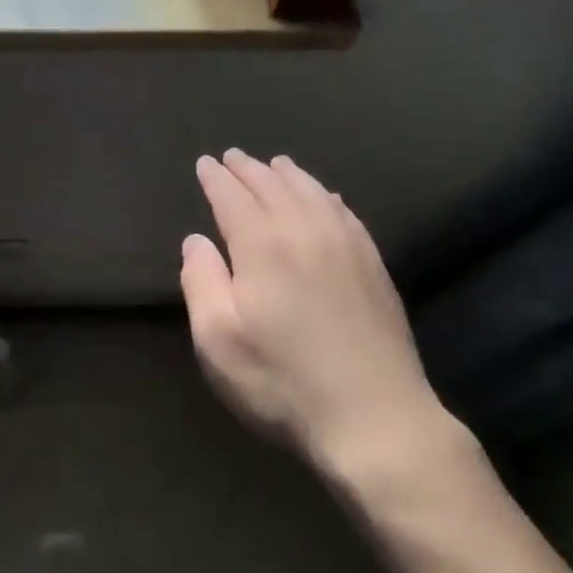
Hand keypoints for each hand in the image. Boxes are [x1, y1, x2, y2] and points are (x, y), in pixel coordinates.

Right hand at [180, 149, 444, 477]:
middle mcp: (305, 230)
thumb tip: (196, 240)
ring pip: (312, 192)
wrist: (375, 416)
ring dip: (288, 174)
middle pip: (272, 186)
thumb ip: (201, 281)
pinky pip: (345, 213)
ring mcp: (346, 245)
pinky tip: (326, 195)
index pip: (233, 196)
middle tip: (232, 157)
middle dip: (248, 169)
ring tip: (275, 163)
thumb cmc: (283, 381)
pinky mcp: (373, 264)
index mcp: (263, 245)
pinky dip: (327, 196)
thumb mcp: (218, 340)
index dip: (216, 178)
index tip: (205, 163)